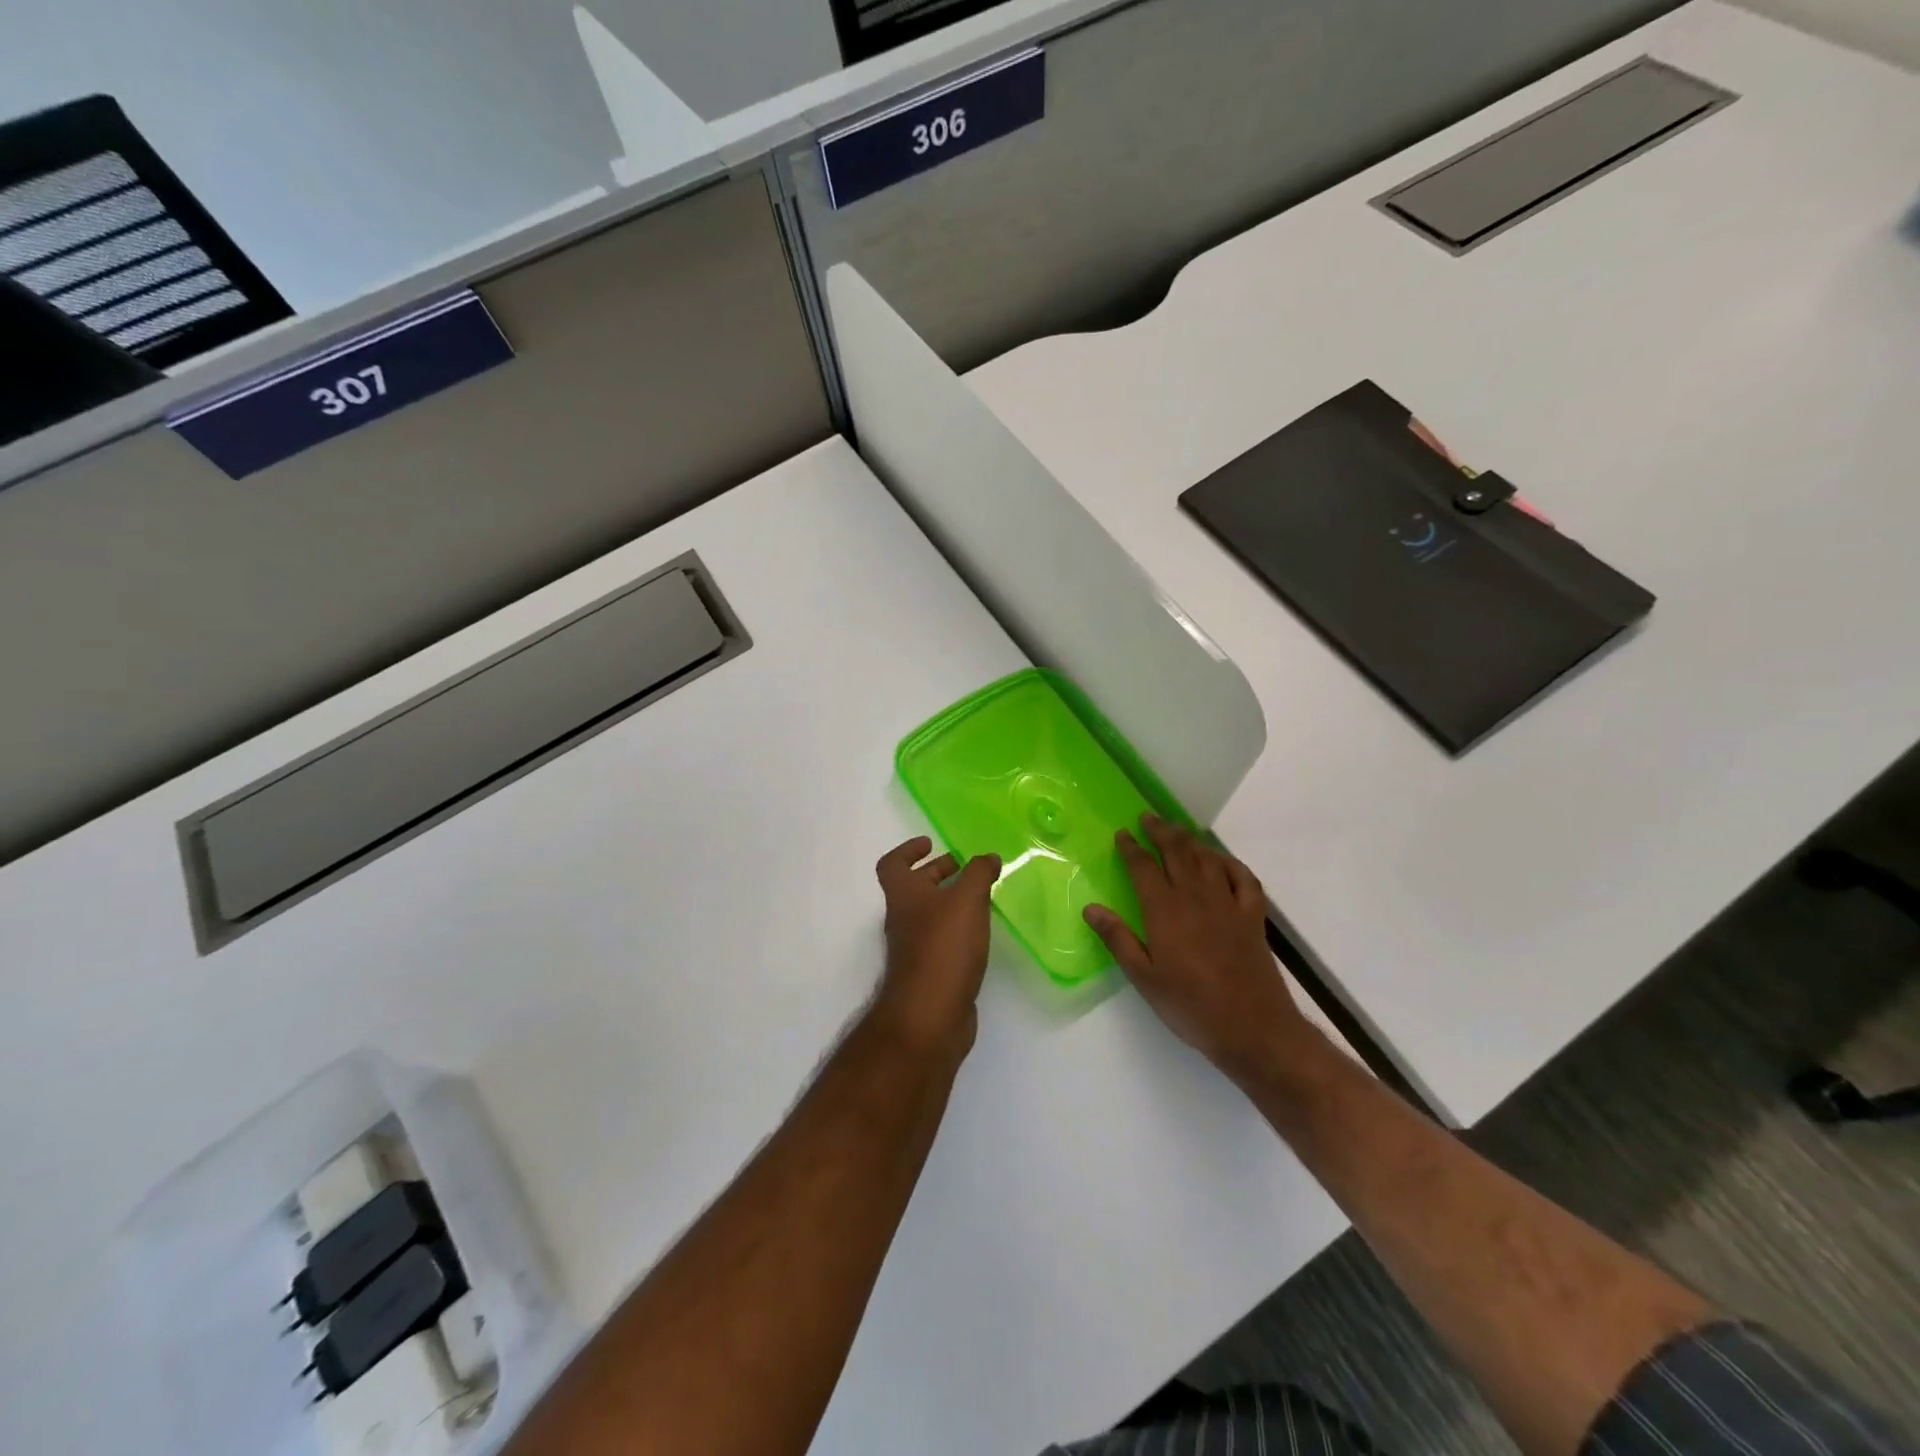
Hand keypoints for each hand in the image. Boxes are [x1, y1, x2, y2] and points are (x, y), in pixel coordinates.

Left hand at [870, 837, 1001, 1057]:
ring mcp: (914, 948)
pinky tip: (981, 933)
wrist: (930, 1015)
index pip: (893, 864)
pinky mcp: (930, 972)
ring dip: (951, 901)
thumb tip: (988, 857)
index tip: (931, 843)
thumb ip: (979, 873)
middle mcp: (903, 919)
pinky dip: (958, 929)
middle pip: (914, 888)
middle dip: (938, 873)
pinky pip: (942, 940)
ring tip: (982, 897)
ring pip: (930, 915)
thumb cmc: (943, 947)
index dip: (908, 850)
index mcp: (904, 895)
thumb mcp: (966, 900)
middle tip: (966, 868)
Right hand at [1084, 815, 1311, 1085]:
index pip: (1144, 867)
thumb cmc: (1191, 1006)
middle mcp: (1196, 897)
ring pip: (1207, 859)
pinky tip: (1220, 860)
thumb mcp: (1144, 978)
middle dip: (1160, 831)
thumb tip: (1091, 908)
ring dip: (1190, 840)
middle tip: (1148, 817)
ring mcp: (1228, 904)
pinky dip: (1229, 862)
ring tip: (1177, 830)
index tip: (1122, 833)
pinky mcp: (1253, 916)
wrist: (1253, 1028)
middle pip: (1177, 852)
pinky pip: (1243, 877)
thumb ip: (1118, 939)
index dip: (1131, 847)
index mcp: (1165, 911)